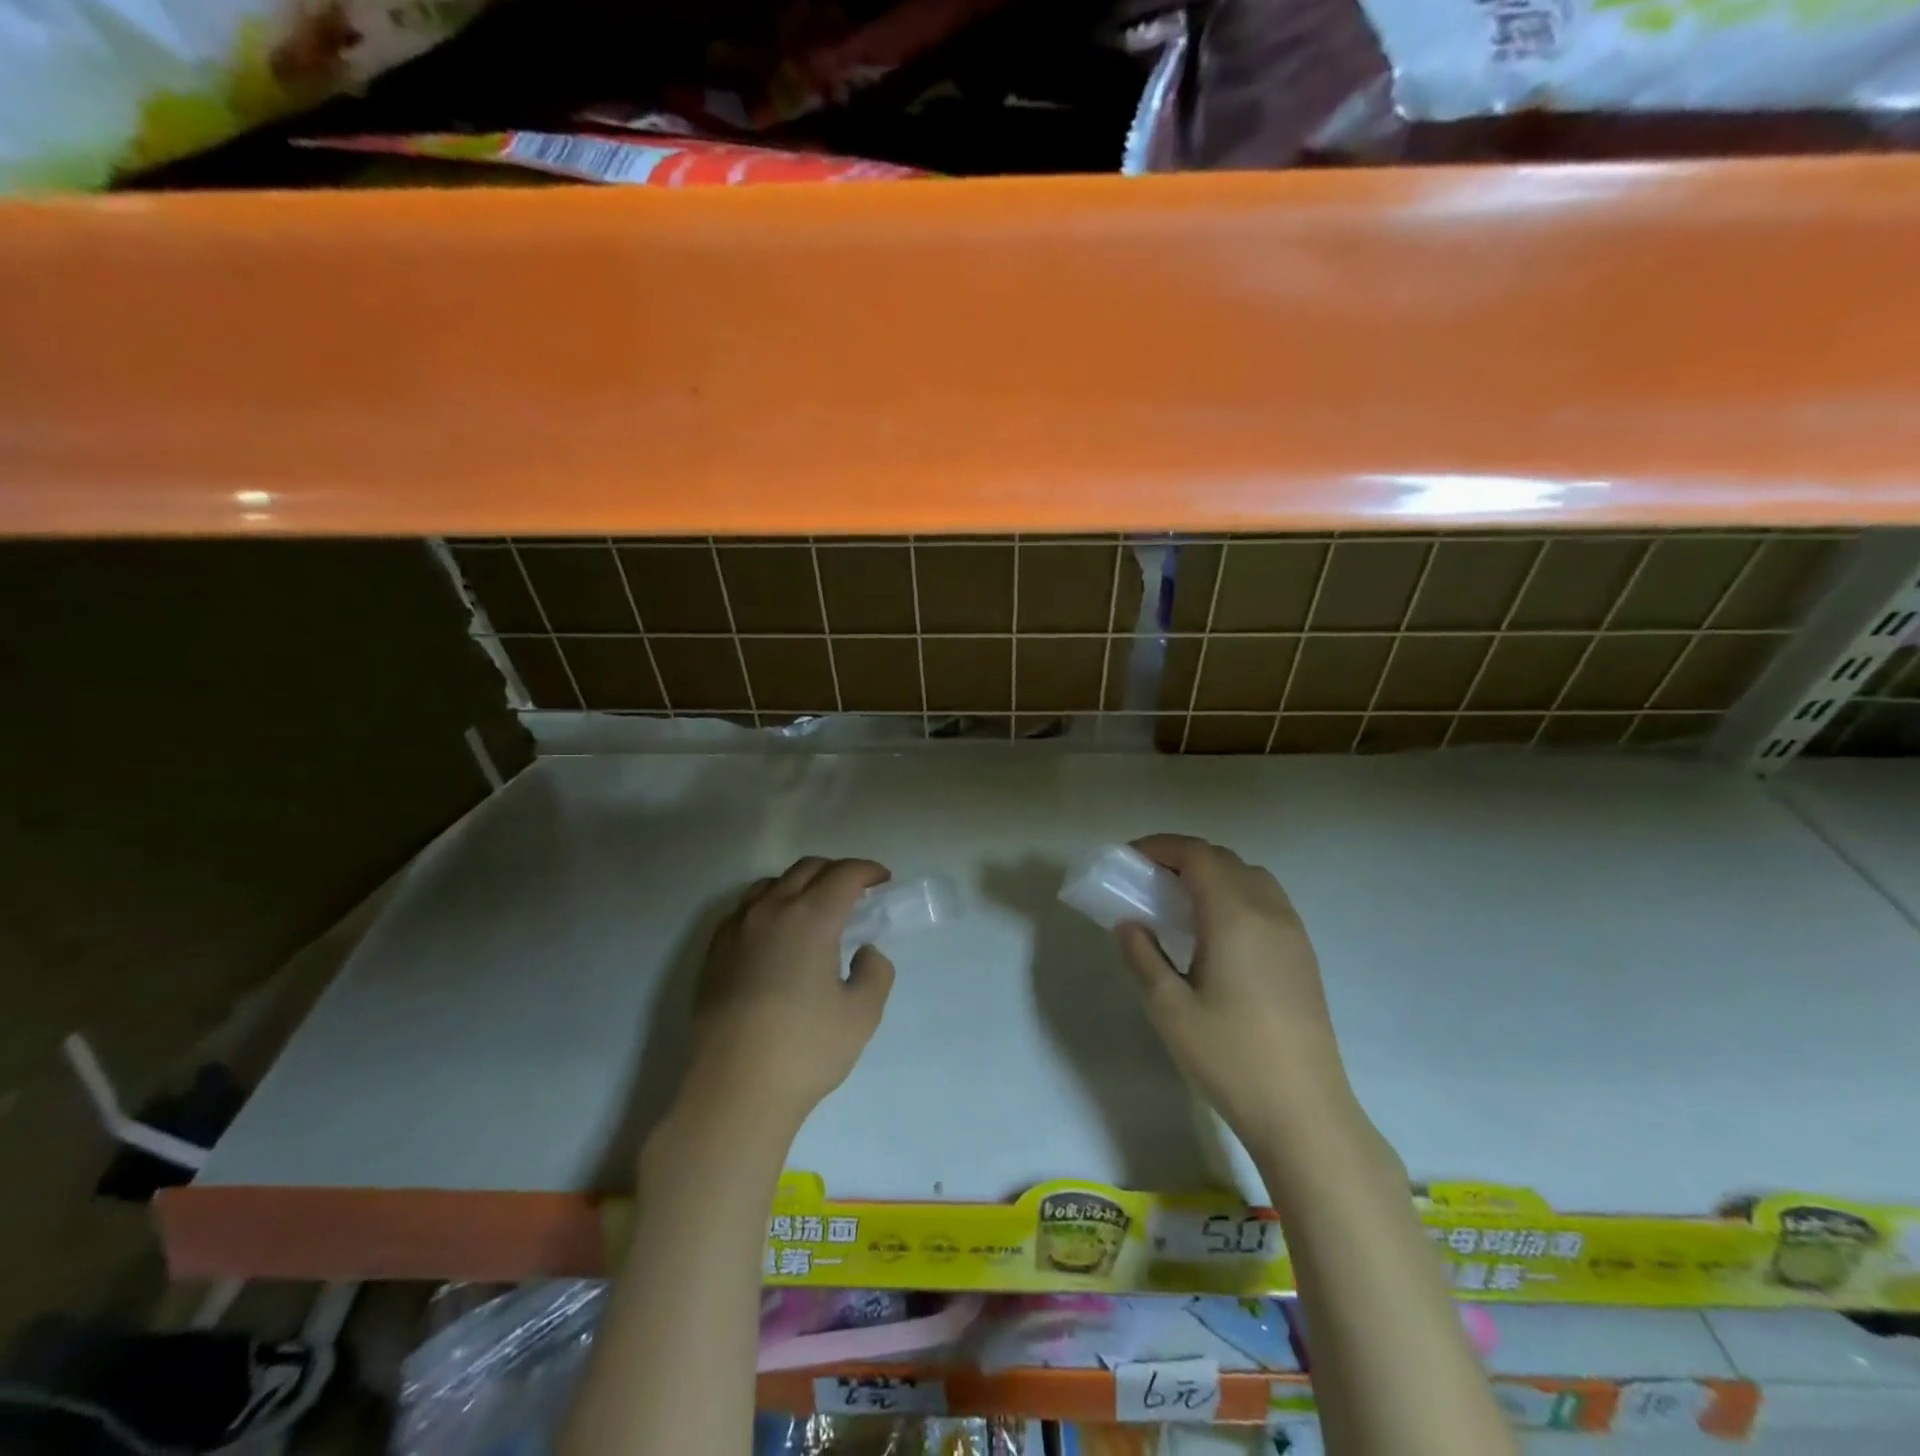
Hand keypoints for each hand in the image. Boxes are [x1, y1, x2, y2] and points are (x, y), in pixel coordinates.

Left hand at [681, 857, 895, 1131]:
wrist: (732, 1091)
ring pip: (771, 884)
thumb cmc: (805, 1050)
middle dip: (836, 871)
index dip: (868, 870)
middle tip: (857, 893)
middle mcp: (771, 911)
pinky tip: (776, 934)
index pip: (844, 874)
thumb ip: (875, 971)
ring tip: (815, 909)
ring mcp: (736, 930)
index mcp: (811, 917)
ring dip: (800, 884)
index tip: (883, 880)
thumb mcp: (862, 1013)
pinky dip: (769, 906)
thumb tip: (865, 952)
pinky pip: (745, 909)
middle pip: (807, 869)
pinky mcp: (714, 953)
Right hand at [1115, 834, 1349, 1147]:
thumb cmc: (1230, 1057)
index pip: (1197, 855)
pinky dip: (1236, 894)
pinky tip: (1217, 932)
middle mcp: (1268, 911)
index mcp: (1234, 916)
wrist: (1304, 1111)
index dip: (1161, 847)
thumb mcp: (1169, 1009)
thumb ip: (1142, 956)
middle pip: (1224, 859)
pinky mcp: (1304, 955)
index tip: (1130, 860)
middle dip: (1183, 858)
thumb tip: (1128, 923)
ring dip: (1213, 874)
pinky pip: (1267, 900)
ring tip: (1181, 902)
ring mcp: (1293, 932)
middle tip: (1148, 880)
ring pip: (1250, 876)